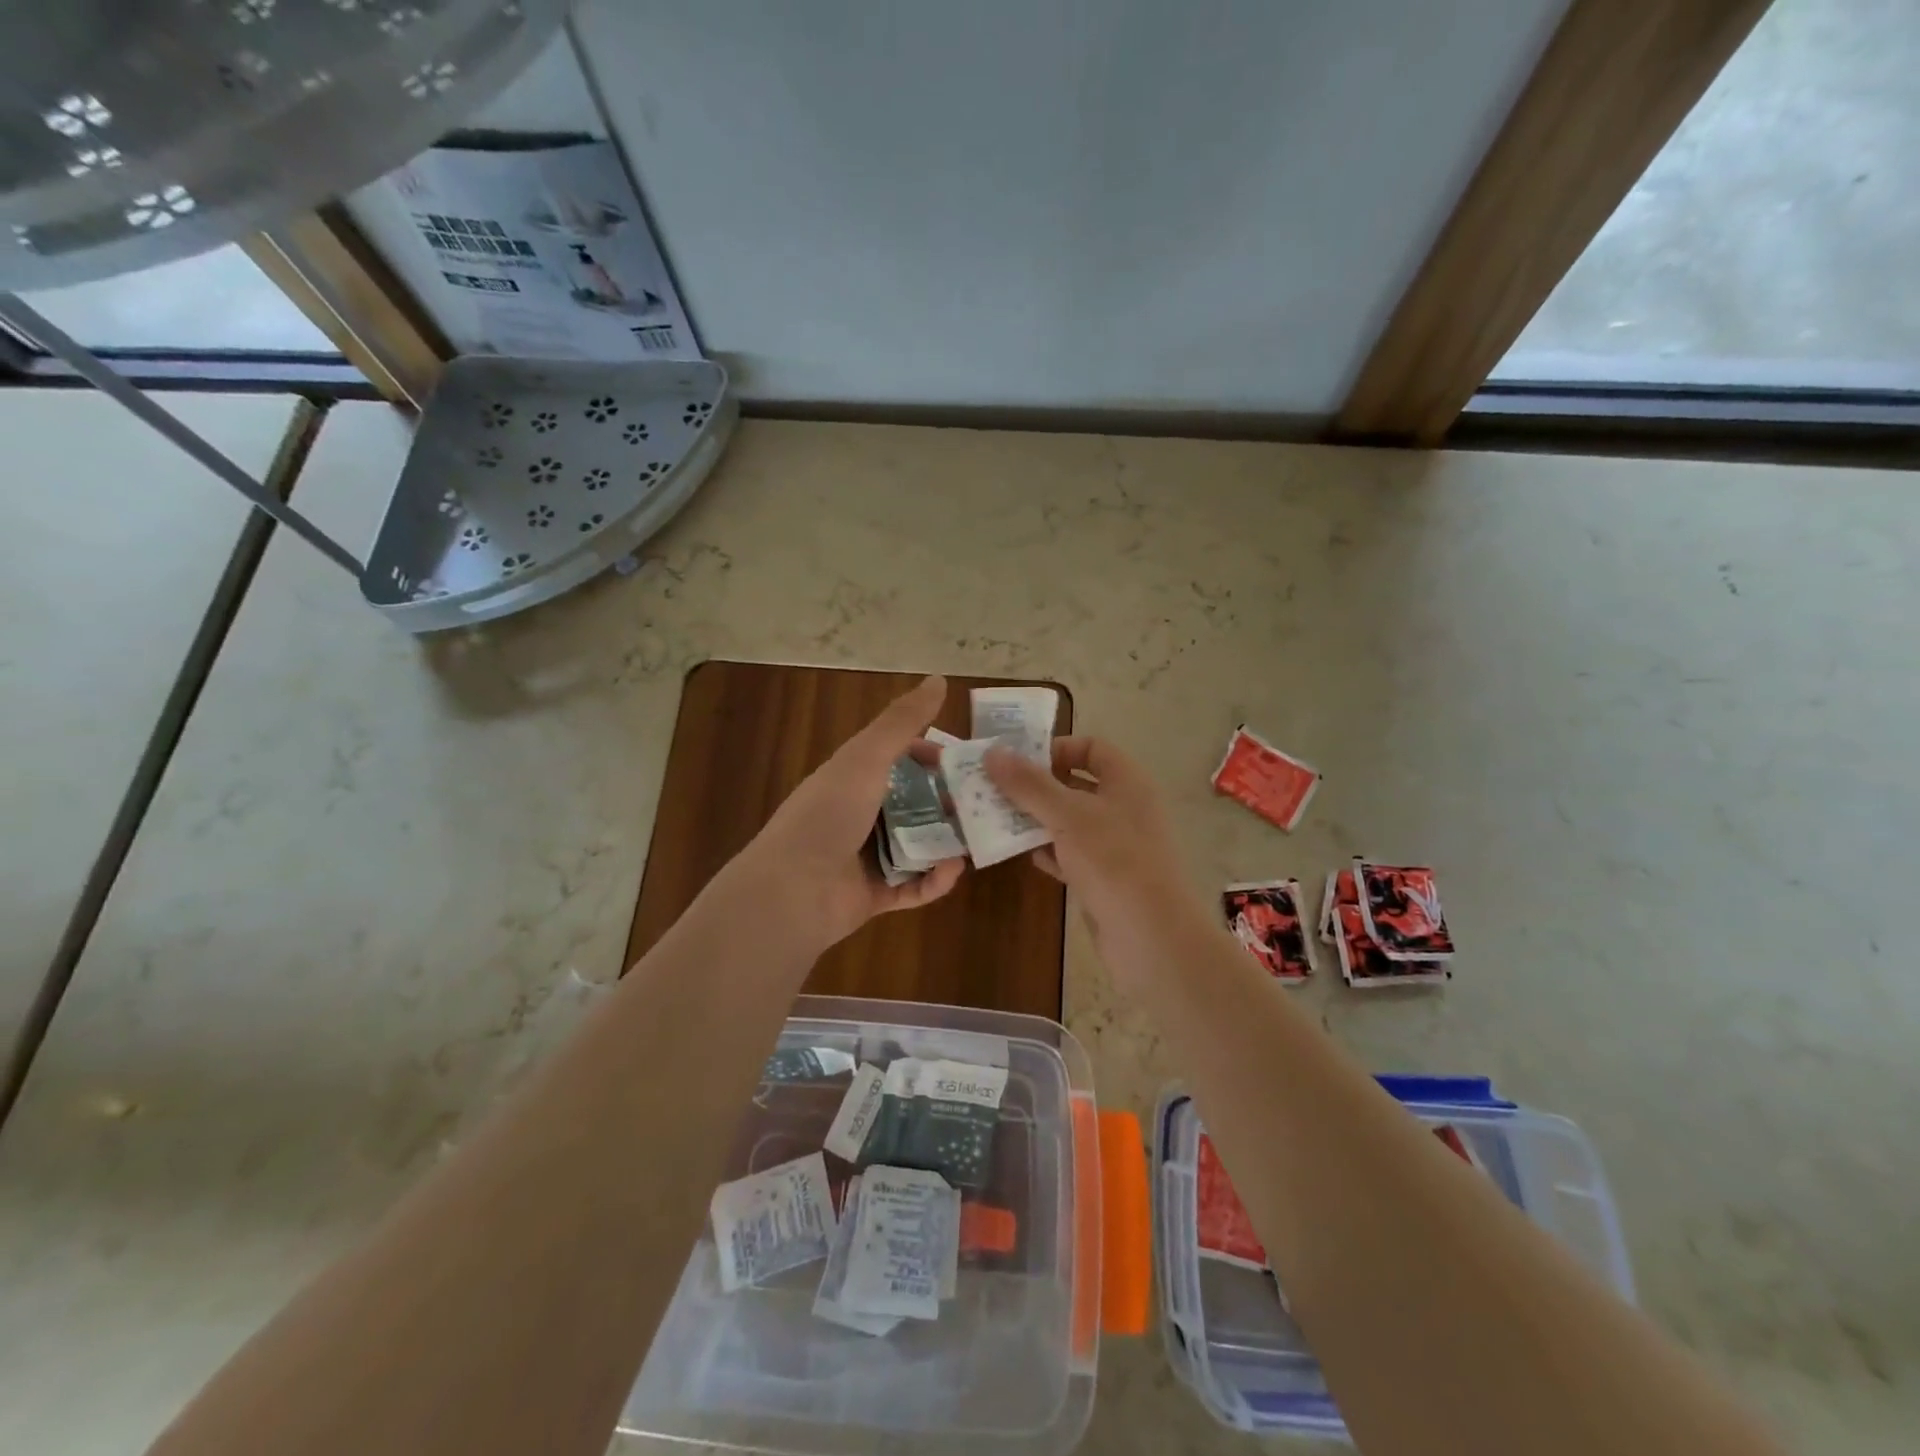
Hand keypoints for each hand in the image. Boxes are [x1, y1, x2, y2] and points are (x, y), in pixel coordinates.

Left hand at [724, 675, 964, 954]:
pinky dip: (934, 879)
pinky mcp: (876, 894)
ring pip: (920, 844)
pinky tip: (951, 870)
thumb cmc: (828, 815)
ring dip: (948, 840)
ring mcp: (868, 856)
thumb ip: (902, 722)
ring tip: (978, 837)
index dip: (933, 758)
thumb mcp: (866, 758)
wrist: (791, 890)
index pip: (900, 759)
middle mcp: (861, 814)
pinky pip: (915, 885)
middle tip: (986, 803)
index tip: (967, 763)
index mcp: (854, 778)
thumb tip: (939, 678)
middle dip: (950, 802)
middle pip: (916, 803)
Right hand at [985, 736, 1208, 985]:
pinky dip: (1049, 852)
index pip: (1091, 748)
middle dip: (1036, 787)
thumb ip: (1029, 784)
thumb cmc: (1114, 861)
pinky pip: (1072, 855)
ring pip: (1071, 822)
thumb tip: (992, 753)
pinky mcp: (1106, 878)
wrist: (1152, 938)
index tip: (1018, 762)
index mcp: (1127, 782)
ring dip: (1036, 820)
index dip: (1056, 749)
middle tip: (995, 790)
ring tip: (997, 819)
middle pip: (1076, 784)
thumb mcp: (1067, 815)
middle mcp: (1125, 808)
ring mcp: (1117, 845)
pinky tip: (1023, 855)